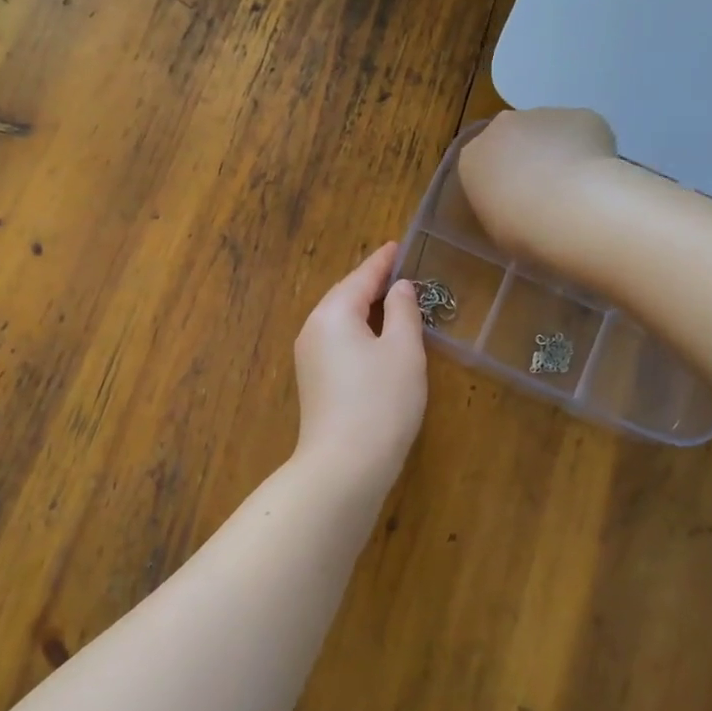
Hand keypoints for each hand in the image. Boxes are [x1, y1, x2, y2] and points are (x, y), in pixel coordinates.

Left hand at [293, 243, 426, 488]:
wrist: (344, 465)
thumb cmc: (381, 401)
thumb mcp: (403, 350)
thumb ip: (403, 312)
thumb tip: (399, 288)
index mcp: (333, 313)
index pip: (361, 277)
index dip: (383, 261)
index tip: (398, 244)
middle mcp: (313, 329)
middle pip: (344, 296)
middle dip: (371, 283)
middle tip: (398, 270)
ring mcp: (308, 357)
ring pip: (339, 320)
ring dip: (363, 308)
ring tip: (391, 300)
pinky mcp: (313, 381)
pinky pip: (337, 341)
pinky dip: (357, 331)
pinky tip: (375, 338)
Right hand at [458, 108, 616, 263]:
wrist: (569, 211)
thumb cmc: (521, 229)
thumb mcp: (495, 226)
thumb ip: (500, 205)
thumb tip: (518, 206)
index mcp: (473, 157)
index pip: (481, 160)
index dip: (500, 177)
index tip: (513, 198)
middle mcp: (503, 127)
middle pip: (514, 137)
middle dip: (528, 156)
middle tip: (545, 190)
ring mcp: (543, 115)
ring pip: (550, 131)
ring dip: (559, 151)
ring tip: (575, 187)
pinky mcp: (581, 115)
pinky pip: (583, 131)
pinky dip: (590, 151)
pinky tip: (596, 178)